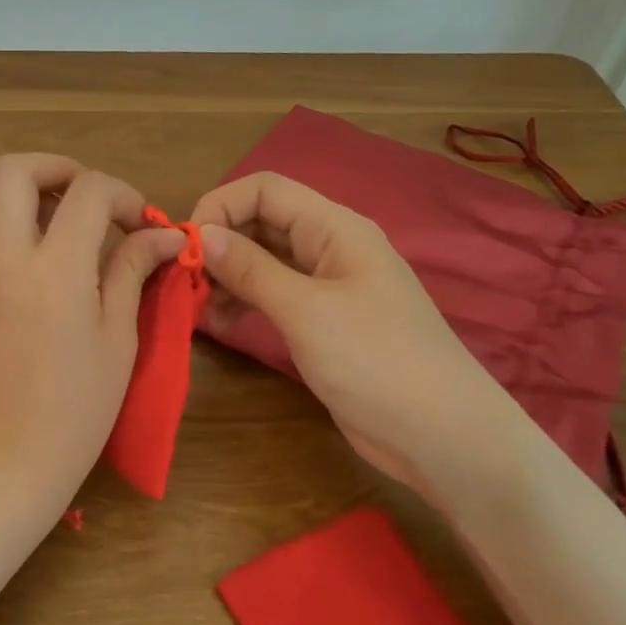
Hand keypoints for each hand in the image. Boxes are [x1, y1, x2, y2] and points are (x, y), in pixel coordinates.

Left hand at [0, 155, 185, 524]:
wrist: (2, 461)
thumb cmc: (74, 413)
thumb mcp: (117, 342)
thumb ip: (131, 273)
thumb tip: (162, 235)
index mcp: (56, 272)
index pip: (89, 192)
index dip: (123, 195)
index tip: (141, 225)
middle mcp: (4, 257)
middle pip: (15, 169)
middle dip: (59, 168)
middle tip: (90, 198)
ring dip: (19, 186)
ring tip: (54, 215)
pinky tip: (30, 250)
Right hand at [189, 171, 523, 496]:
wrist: (441, 435)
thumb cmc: (375, 360)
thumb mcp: (305, 310)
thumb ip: (250, 268)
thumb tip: (201, 233)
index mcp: (334, 228)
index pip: (264, 189)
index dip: (220, 206)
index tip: (185, 246)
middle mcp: (329, 247)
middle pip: (261, 222)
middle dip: (219, 244)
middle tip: (184, 281)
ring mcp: (326, 286)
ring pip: (263, 261)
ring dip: (226, 276)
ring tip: (197, 307)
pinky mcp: (321, 322)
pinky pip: (272, 295)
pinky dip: (242, 302)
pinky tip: (219, 325)